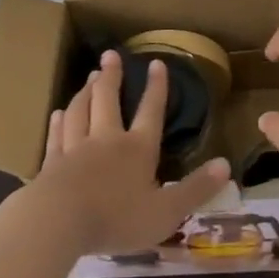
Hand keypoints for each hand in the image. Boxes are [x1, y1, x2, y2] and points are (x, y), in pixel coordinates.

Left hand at [34, 49, 230, 256]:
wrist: (59, 222)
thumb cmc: (117, 218)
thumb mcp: (166, 211)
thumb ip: (196, 189)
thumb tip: (226, 164)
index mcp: (137, 149)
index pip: (151, 111)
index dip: (156, 88)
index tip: (156, 63)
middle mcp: (106, 140)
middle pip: (108, 100)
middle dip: (112, 77)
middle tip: (110, 55)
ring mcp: (76, 149)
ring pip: (80, 111)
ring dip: (85, 91)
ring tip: (89, 76)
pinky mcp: (51, 164)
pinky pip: (56, 136)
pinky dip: (58, 122)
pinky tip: (57, 113)